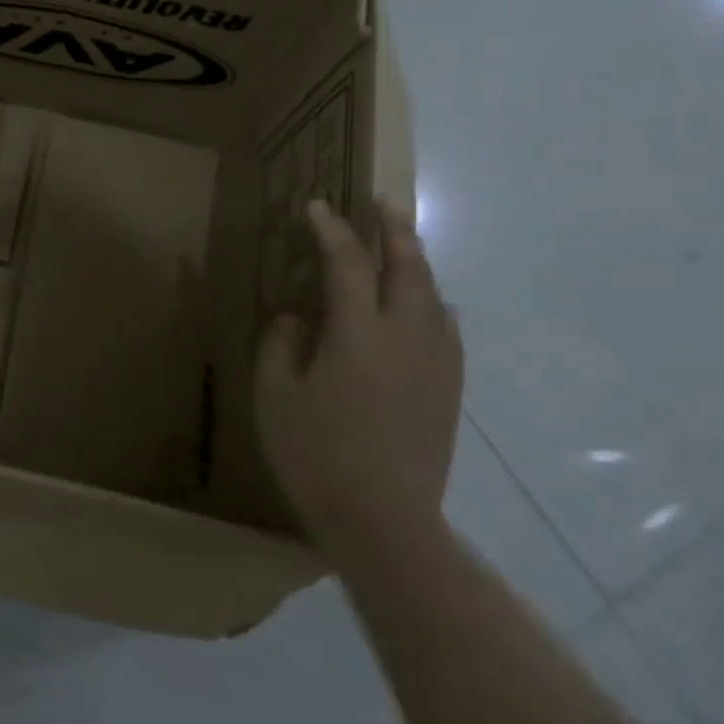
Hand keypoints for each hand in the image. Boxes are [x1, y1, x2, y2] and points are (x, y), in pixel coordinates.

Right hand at [254, 198, 462, 563]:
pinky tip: (423, 305)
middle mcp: (407, 337)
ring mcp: (436, 363)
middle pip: (408, 267)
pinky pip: (445, 327)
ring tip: (400, 245)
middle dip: (394, 229)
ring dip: (415, 261)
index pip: (346, 264)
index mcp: (359, 334)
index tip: (316, 207)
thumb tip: (298, 317)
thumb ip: (282, 344)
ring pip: (433, 294)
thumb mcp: (275, 395)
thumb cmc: (316, 454)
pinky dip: (431, 300)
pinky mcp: (449, 389)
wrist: (385, 521)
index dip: (330, 230)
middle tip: (381, 202)